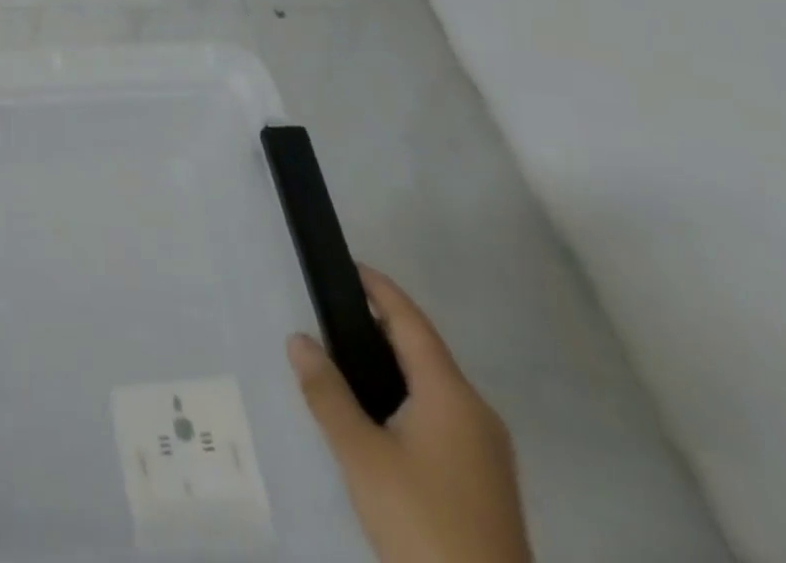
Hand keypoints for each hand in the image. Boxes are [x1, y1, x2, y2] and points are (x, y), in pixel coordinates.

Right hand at [288, 266, 530, 562]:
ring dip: (392, 363)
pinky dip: (405, 395)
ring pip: (433, 386)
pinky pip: (440, 416)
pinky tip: (376, 413)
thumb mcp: (361, 455)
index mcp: (452, 395)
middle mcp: (476, 414)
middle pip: (424, 351)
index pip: (411, 322)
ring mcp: (486, 452)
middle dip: (380, 325)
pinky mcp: (484, 482)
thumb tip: (299, 339)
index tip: (348, 265)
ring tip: (344, 356)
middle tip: (332, 310)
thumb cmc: (422, 520)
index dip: (380, 289)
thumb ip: (327, 393)